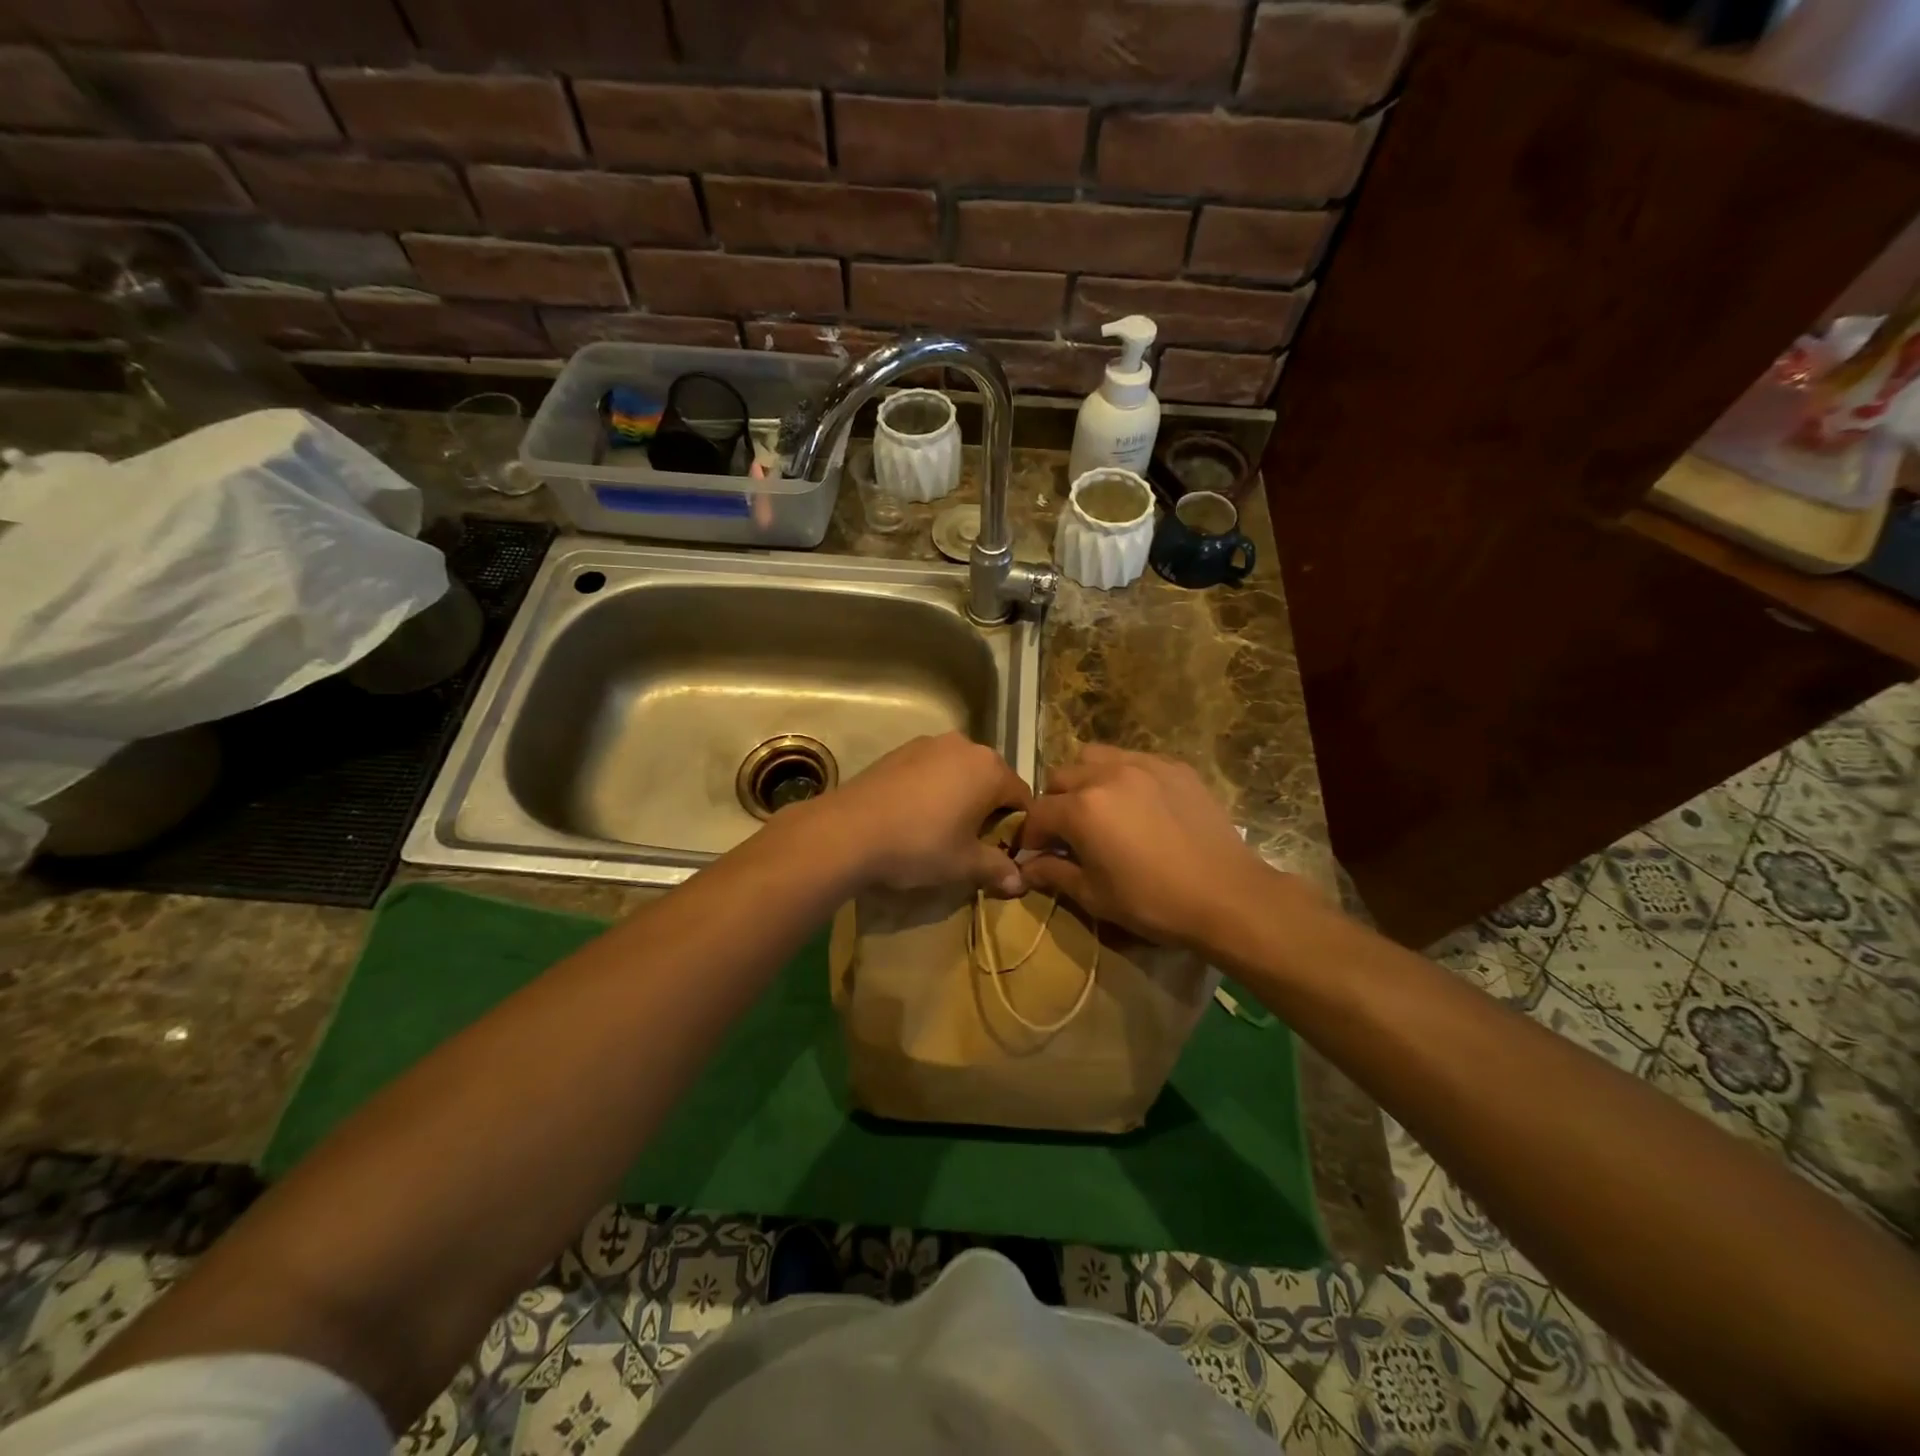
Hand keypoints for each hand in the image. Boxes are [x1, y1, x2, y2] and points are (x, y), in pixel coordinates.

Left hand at [809, 732, 1032, 895]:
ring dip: (960, 796)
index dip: (1019, 827)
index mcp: (990, 768)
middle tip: (975, 842)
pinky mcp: (900, 750)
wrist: (848, 830)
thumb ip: (996, 868)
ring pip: (959, 772)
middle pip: (991, 780)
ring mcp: (929, 743)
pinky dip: (933, 788)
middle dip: (989, 809)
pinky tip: (915, 815)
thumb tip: (1019, 881)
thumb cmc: (919, 844)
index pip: (1022, 797)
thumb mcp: (964, 864)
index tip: (1006, 852)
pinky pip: (931, 769)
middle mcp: (965, 745)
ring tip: (943, 829)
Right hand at [1018, 746, 1308, 949]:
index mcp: (1082, 808)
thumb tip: (1027, 867)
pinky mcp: (1175, 767)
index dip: (1031, 835)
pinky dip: (1122, 776)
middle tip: (1067, 832)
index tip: (1037, 854)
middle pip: (1061, 776)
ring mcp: (1144, 764)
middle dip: (1054, 803)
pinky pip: (1134, 759)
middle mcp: (1107, 774)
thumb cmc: (1153, 903)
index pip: (1038, 812)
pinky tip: (1138, 804)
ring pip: (1095, 757)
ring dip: (1085, 779)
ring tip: (1099, 807)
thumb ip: (1054, 874)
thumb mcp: (1095, 896)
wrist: (1227, 896)